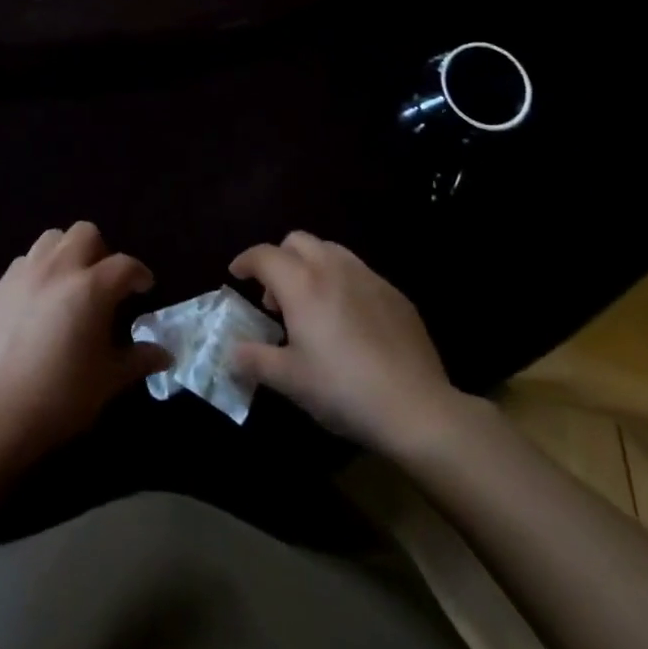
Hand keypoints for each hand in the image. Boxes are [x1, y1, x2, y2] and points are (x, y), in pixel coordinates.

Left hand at [0, 222, 169, 461]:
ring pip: (53, 238)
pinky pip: (26, 260)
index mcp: (91, 287)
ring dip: (68, 252)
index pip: (125, 265)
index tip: (143, 289)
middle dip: (101, 252)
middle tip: (104, 284)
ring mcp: (26, 273)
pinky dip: (40, 269)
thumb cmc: (61, 396)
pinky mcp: (0, 286)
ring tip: (71, 283)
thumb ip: (139, 359)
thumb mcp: (109, 380)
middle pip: (86, 233)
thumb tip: (164, 354)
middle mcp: (59, 269)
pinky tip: (41, 299)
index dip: (139, 274)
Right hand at [229, 233, 466, 455]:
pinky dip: (342, 282)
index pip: (264, 255)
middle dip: (279, 259)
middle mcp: (333, 268)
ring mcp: (368, 277)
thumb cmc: (342, 389)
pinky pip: (359, 272)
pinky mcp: (395, 294)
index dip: (245, 261)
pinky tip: (348, 319)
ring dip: (311, 265)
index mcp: (302, 284)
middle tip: (275, 296)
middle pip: (297, 241)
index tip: (236, 274)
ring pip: (330, 250)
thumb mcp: (290, 380)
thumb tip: (231, 352)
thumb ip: (254, 360)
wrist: (416, 407)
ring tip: (312, 303)